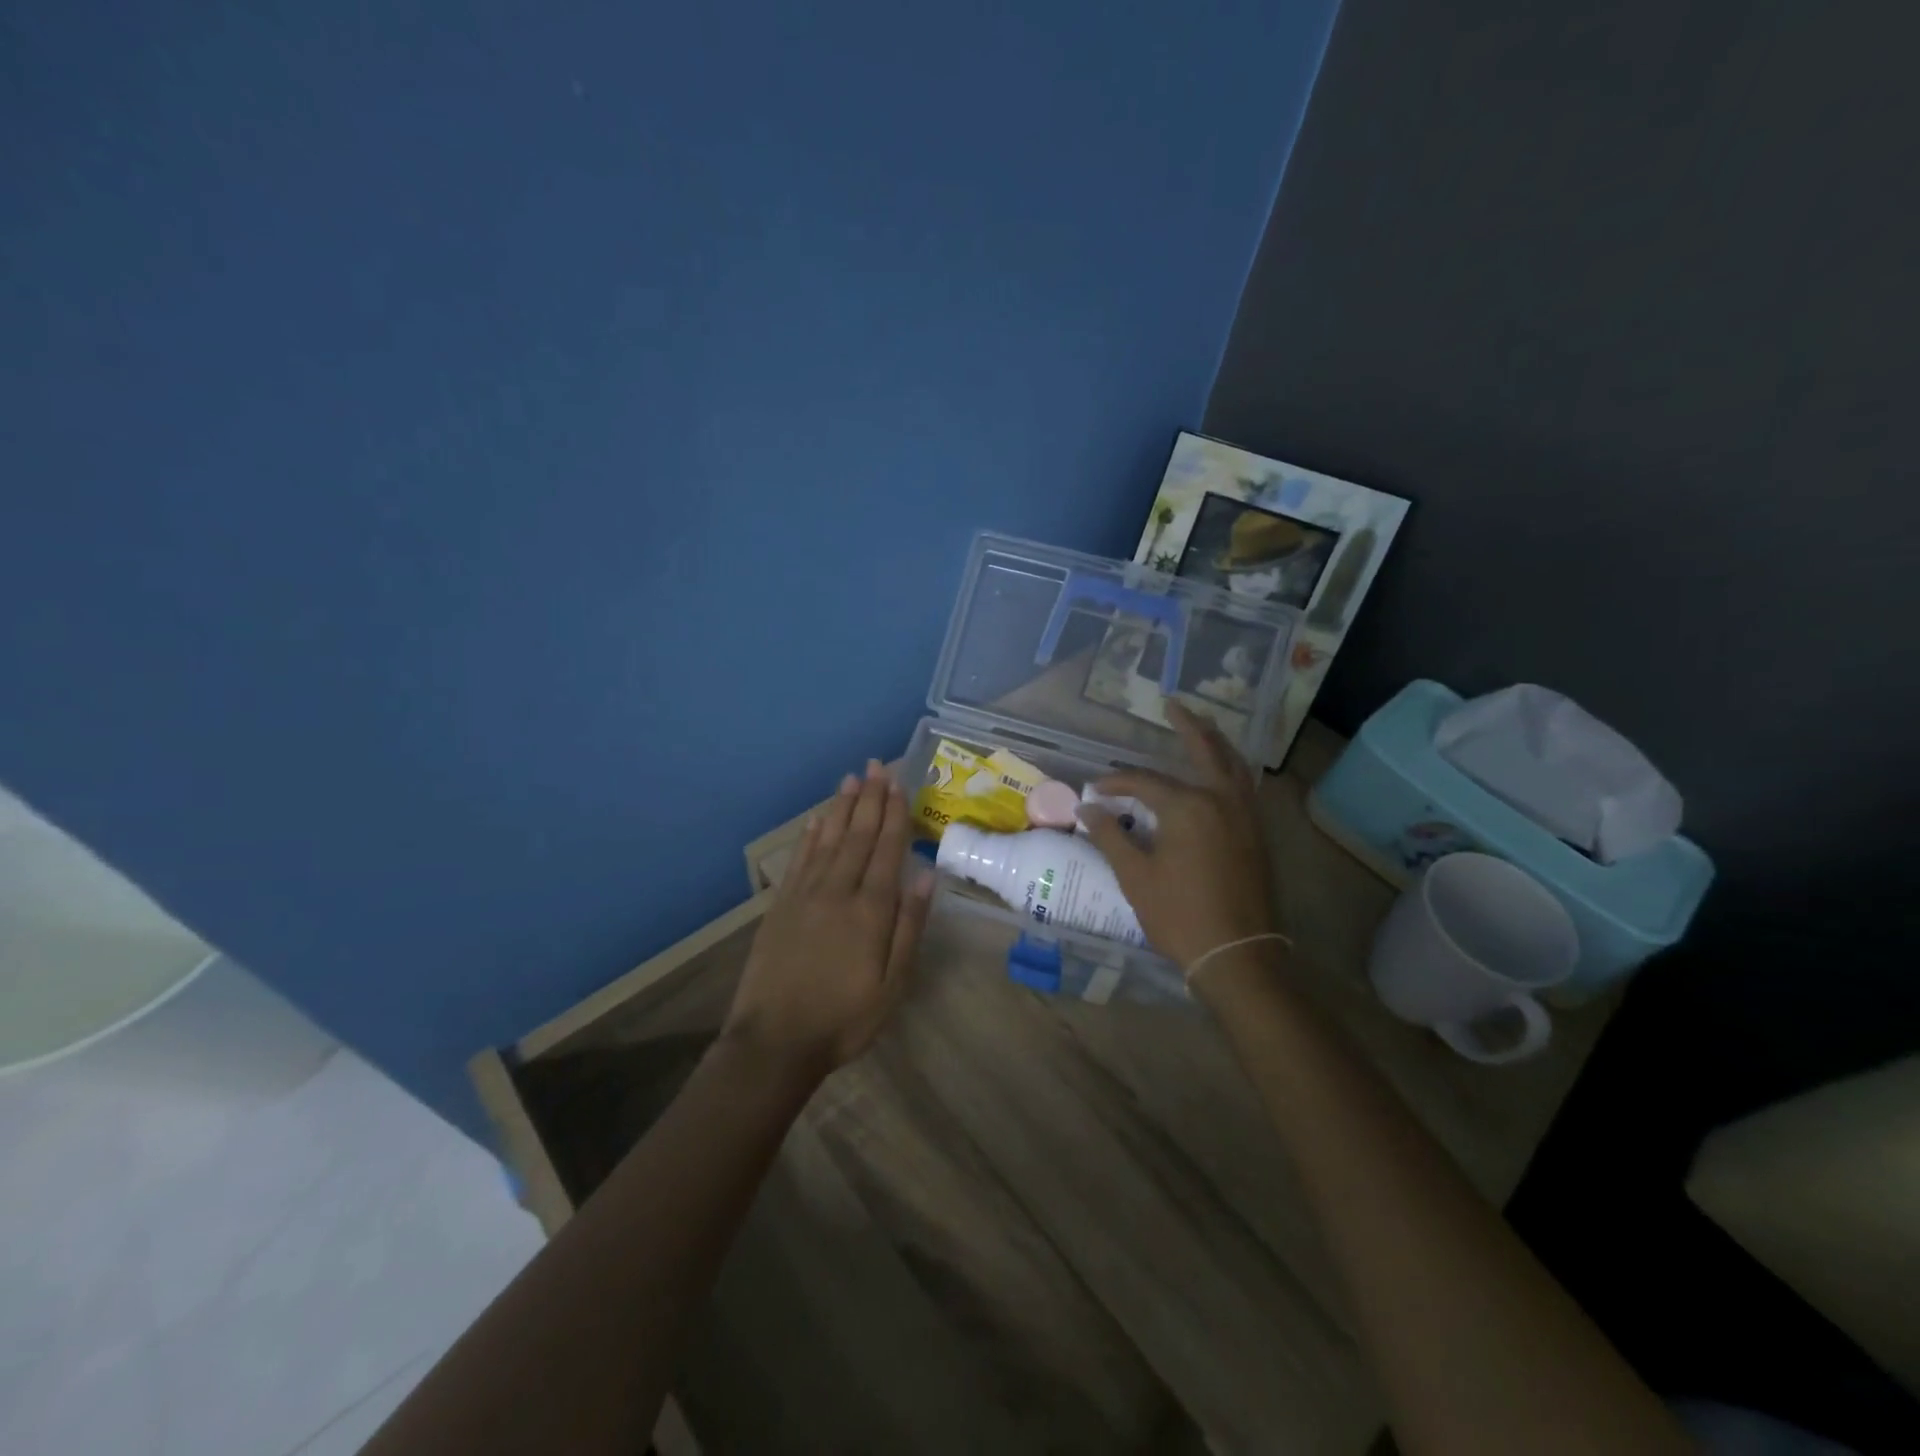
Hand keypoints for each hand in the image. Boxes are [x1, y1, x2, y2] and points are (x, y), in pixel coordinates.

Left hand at [722, 761, 934, 1078]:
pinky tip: (819, 819)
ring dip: (842, 808)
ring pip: (828, 840)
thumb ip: (909, 926)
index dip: (894, 814)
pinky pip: (800, 859)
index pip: (886, 849)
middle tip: (877, 766)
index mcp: (870, 910)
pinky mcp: (781, 906)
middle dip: (870, 799)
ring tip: (852, 779)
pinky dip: (811, 835)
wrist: (775, 1042)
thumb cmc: (845, 1018)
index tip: (899, 783)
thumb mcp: (892, 984)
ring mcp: (805, 895)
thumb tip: (924, 874)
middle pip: (858, 835)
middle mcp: (838, 891)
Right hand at [1078, 703, 1278, 971]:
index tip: (1093, 790)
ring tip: (1202, 726)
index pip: (1145, 782)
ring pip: (1233, 764)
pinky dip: (1231, 768)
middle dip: (1188, 725)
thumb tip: (1086, 808)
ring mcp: (1246, 815)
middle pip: (1206, 750)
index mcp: (1188, 807)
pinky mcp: (1258, 833)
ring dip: (1216, 742)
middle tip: (1172, 705)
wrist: (1237, 954)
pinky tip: (1221, 772)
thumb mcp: (1135, 876)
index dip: (1115, 783)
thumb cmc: (1179, 915)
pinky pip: (1245, 786)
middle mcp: (1221, 799)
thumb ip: (1110, 835)